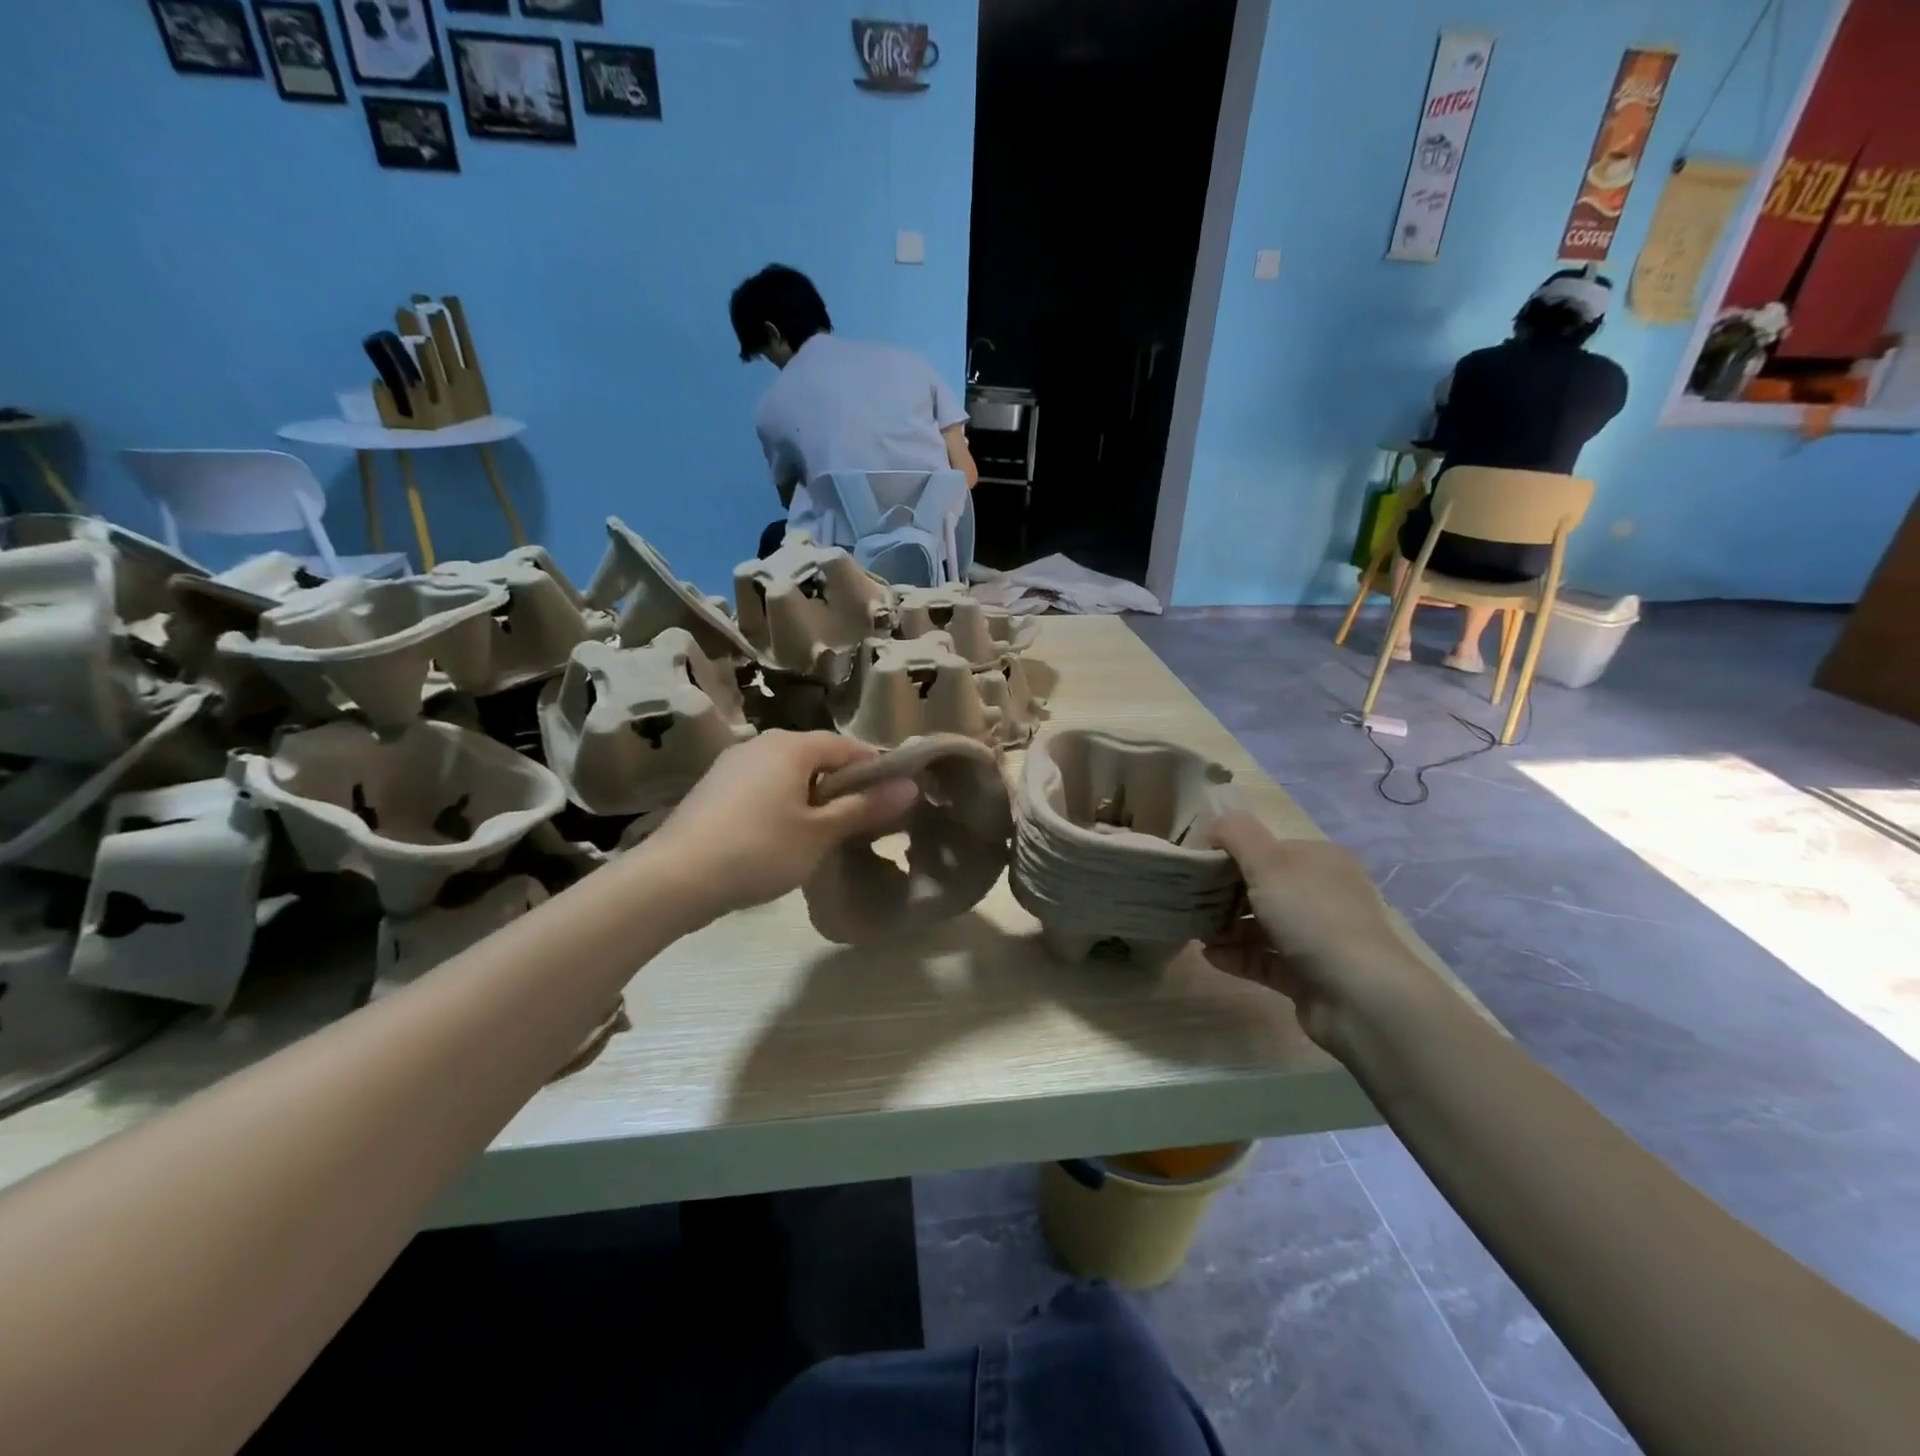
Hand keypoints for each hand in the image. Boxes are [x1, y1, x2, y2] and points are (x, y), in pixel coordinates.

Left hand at [644, 732, 918, 916]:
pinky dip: (782, 803)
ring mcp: (732, 763)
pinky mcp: (714, 788)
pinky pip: (763, 786)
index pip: (848, 746)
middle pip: (817, 757)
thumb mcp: (820, 833)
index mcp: (791, 745)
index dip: (876, 770)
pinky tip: (782, 837)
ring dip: (812, 796)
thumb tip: (910, 786)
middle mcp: (761, 743)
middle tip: (862, 823)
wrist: (674, 878)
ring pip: (789, 773)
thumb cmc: (759, 850)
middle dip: (843, 785)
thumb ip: (865, 807)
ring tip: (824, 834)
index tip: (893, 800)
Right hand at [1205, 813, 1435, 1049]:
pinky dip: (1237, 955)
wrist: (1358, 996)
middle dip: (1224, 892)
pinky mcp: (1308, 974)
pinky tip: (1209, 955)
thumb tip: (1214, 825)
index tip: (1197, 864)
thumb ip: (1237, 834)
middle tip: (1189, 898)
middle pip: (1264, 887)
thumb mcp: (1268, 862)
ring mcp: (1318, 937)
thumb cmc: (1312, 915)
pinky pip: (1265, 958)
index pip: (1270, 848)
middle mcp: (1323, 895)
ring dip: (1227, 927)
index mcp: (1320, 861)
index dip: (1232, 853)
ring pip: (1262, 925)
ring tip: (1195, 930)